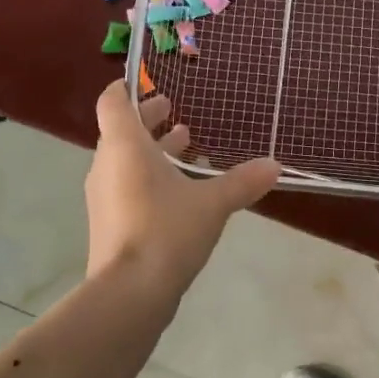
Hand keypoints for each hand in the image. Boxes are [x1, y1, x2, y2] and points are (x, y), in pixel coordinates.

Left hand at [85, 83, 280, 305]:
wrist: (128, 294)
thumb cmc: (166, 232)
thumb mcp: (212, 204)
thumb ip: (242, 182)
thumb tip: (275, 165)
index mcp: (125, 147)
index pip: (113, 102)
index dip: (127, 88)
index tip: (147, 83)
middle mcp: (106, 165)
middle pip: (121, 130)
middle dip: (149, 119)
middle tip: (175, 111)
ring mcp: (103, 196)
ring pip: (124, 160)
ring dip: (152, 150)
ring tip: (185, 147)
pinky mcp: (108, 223)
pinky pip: (125, 186)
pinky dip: (147, 177)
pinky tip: (178, 192)